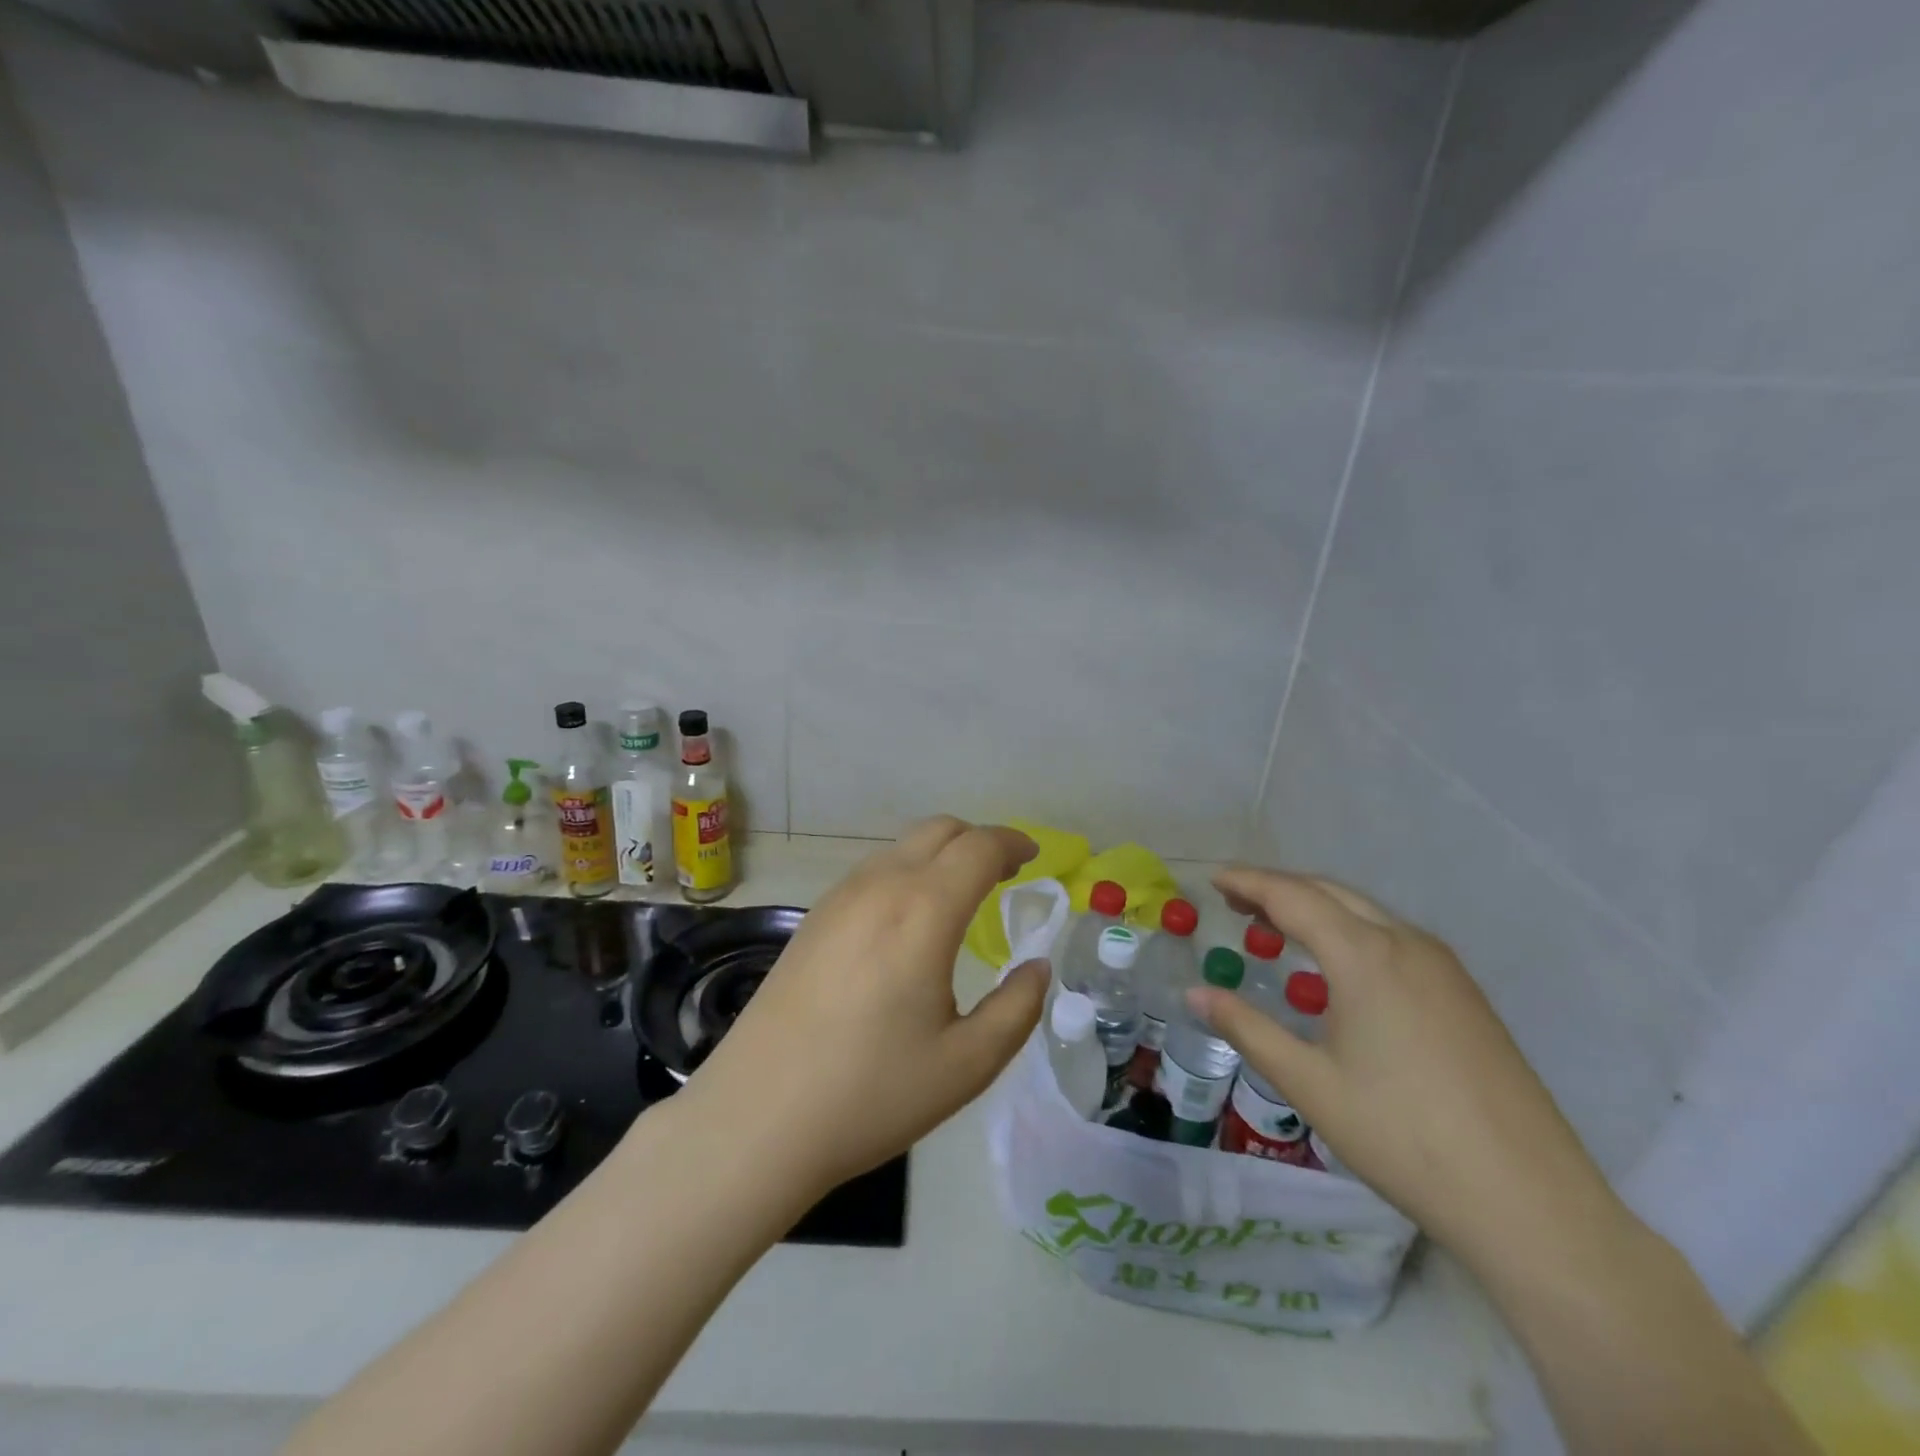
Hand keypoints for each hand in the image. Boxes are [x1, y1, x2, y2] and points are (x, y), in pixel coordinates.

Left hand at [681, 817, 1048, 1200]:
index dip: (1013, 842)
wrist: (756, 1118)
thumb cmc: (870, 1093)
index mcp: (923, 911)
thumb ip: (1016, 1009)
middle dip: (980, 840)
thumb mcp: (966, 1064)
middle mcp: (879, 887)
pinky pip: (872, 871)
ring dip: (941, 854)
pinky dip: (907, 871)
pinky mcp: (812, 918)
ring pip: (902, 847)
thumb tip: (1036, 967)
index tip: (1036, 856)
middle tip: (1005, 872)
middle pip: (939, 830)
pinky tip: (909, 918)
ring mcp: (838, 898)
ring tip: (962, 894)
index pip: (979, 847)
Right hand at [1192, 868, 1628, 1273]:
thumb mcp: (1309, 1083)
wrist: (1530, 1202)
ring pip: (1366, 912)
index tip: (1214, 879)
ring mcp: (1444, 967)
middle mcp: (1406, 944)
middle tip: (1236, 902)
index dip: (1249, 883)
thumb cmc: (1403, 1137)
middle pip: (1330, 893)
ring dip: (1316, 908)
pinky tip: (1336, 967)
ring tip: (1277, 928)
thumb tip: (1195, 994)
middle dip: (1279, 888)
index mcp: (1365, 956)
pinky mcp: (1464, 994)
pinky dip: (1350, 931)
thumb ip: (1247, 1028)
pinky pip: (1393, 938)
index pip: (1293, 897)